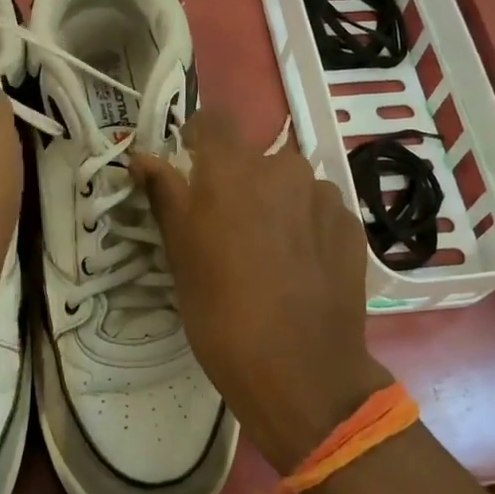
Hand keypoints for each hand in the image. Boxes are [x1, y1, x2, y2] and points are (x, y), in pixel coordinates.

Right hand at [134, 109, 390, 470]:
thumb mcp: (180, 254)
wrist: (300, 373)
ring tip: (269, 254)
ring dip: (275, 204)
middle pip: (254, 158)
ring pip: (289, 185)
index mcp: (233, 169)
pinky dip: (305, 227)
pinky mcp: (351, 226)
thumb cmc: (221, 312)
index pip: (213, 120)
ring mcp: (324, 196)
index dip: (199, 139)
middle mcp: (283, 168)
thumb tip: (142, 157)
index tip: (192, 168)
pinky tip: (300, 269)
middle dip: (239, 182)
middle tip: (228, 230)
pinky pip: (318, 211)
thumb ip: (165, 194)